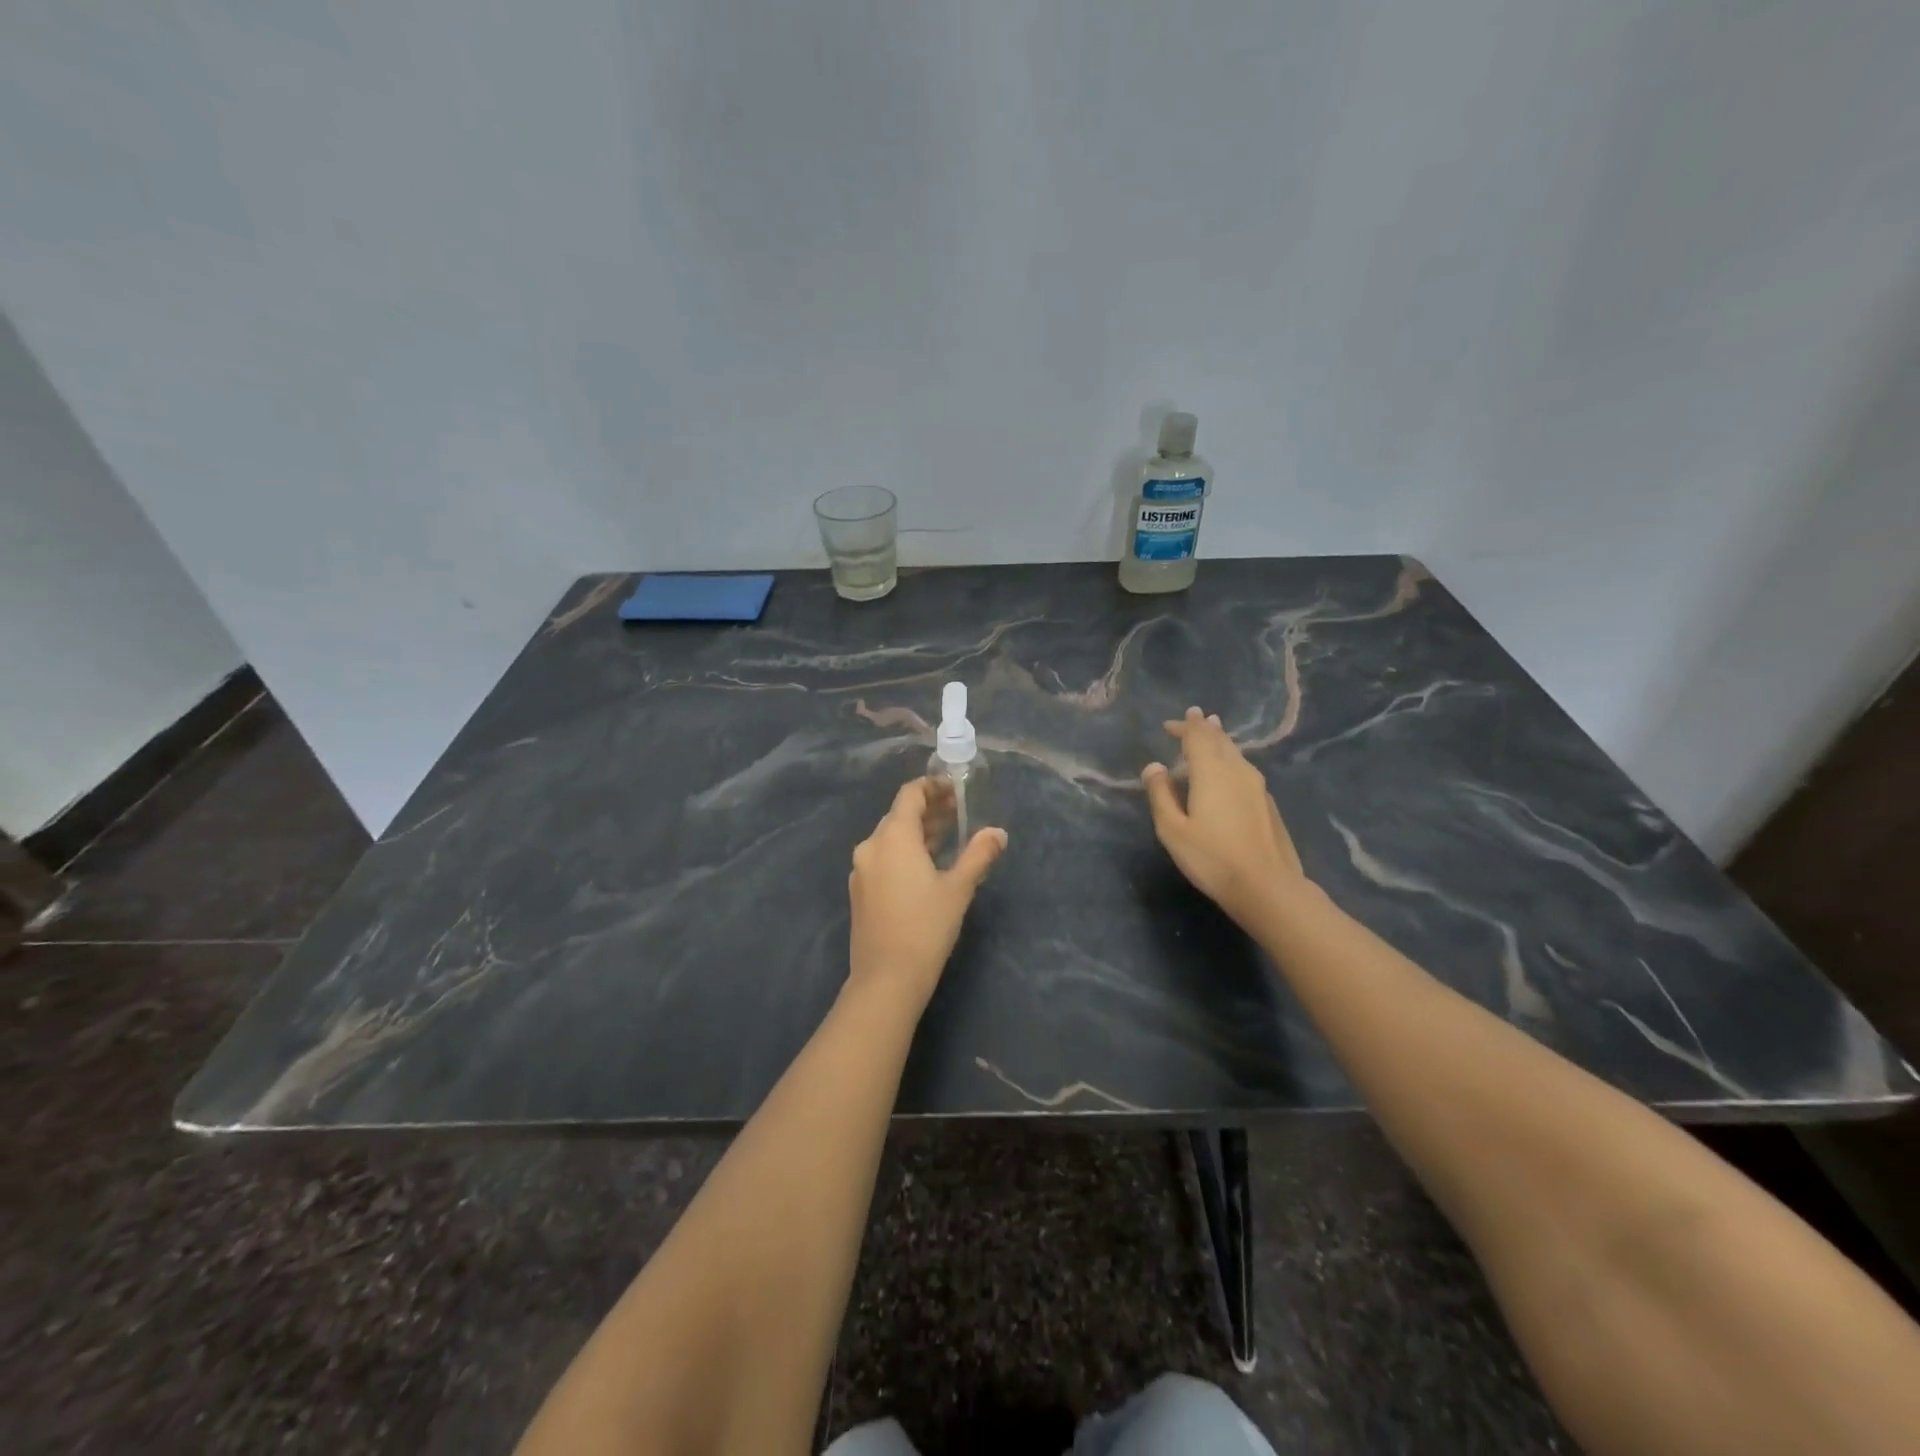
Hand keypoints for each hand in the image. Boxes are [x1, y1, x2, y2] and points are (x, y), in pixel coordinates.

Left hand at [848, 778, 1006, 1011]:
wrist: (886, 979)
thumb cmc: (926, 927)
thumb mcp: (959, 889)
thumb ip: (979, 855)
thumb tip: (998, 833)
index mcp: (893, 837)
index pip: (910, 794)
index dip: (933, 787)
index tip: (956, 791)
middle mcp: (871, 846)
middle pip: (899, 815)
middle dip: (929, 810)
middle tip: (959, 812)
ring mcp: (861, 869)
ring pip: (891, 838)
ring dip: (918, 832)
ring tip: (948, 837)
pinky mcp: (860, 891)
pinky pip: (884, 858)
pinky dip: (905, 852)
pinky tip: (926, 866)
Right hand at [1142, 707, 1306, 929]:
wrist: (1266, 886)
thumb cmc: (1212, 858)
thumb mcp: (1173, 829)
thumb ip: (1161, 795)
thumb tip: (1154, 767)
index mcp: (1211, 772)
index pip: (1197, 737)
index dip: (1185, 726)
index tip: (1172, 722)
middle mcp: (1237, 771)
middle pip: (1220, 740)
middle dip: (1205, 728)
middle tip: (1196, 716)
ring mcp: (1257, 786)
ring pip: (1236, 753)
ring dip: (1221, 741)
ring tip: (1214, 732)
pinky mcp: (1267, 803)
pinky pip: (1245, 768)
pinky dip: (1232, 759)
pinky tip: (1230, 769)